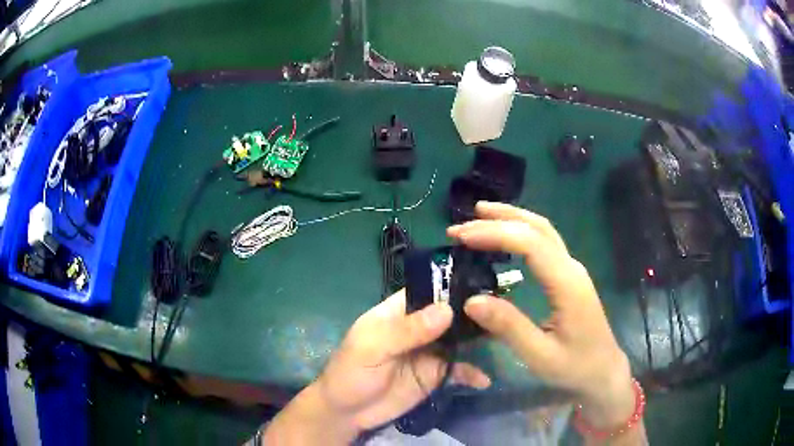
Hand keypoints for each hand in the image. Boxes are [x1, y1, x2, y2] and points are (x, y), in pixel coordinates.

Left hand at [264, 291, 490, 443]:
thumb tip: (447, 310)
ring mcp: (430, 351)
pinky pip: (459, 370)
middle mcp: (419, 327)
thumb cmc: (351, 372)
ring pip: (459, 339)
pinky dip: (472, 373)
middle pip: (450, 313)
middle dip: (474, 311)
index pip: (429, 289)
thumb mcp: (372, 348)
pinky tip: (484, 380)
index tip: (485, 281)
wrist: (347, 412)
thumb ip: (407, 331)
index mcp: (399, 311)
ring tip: (506, 335)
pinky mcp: (435, 375)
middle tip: (505, 309)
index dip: (453, 283)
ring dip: (479, 338)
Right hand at [447, 202, 635, 429]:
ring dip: (511, 218)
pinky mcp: (568, 276)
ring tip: (479, 215)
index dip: (496, 234)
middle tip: (461, 227)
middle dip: (498, 220)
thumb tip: (470, 301)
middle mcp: (571, 267)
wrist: (603, 371)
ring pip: (543, 230)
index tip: (463, 237)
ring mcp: (572, 269)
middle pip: (537, 228)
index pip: (531, 243)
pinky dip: (520, 230)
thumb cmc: (574, 367)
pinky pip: (544, 242)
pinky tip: (504, 234)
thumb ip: (508, 327)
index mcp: (567, 284)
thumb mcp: (539, 355)